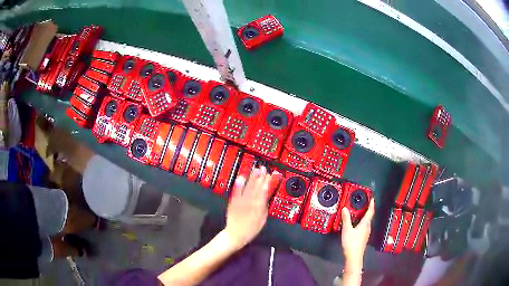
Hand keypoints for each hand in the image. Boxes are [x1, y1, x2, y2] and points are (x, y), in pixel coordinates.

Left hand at [224, 166, 275, 249]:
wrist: (235, 235)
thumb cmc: (250, 230)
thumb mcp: (262, 221)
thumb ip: (264, 208)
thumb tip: (265, 199)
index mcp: (258, 207)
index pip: (264, 192)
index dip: (267, 182)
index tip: (269, 175)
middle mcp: (250, 202)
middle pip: (256, 187)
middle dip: (260, 177)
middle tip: (263, 168)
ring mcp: (240, 201)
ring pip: (247, 187)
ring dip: (251, 178)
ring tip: (255, 169)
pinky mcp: (233, 202)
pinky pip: (236, 192)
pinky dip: (238, 184)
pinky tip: (241, 177)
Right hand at [340, 199, 374, 265]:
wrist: (354, 256)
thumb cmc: (351, 242)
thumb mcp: (347, 230)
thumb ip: (346, 219)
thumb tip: (345, 208)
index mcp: (365, 224)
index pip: (370, 212)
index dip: (371, 205)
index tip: (372, 198)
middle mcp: (367, 227)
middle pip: (369, 217)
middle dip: (367, 209)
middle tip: (363, 203)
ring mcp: (366, 233)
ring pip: (366, 222)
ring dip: (364, 216)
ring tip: (359, 212)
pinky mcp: (363, 238)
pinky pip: (364, 226)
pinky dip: (361, 222)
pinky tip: (356, 223)